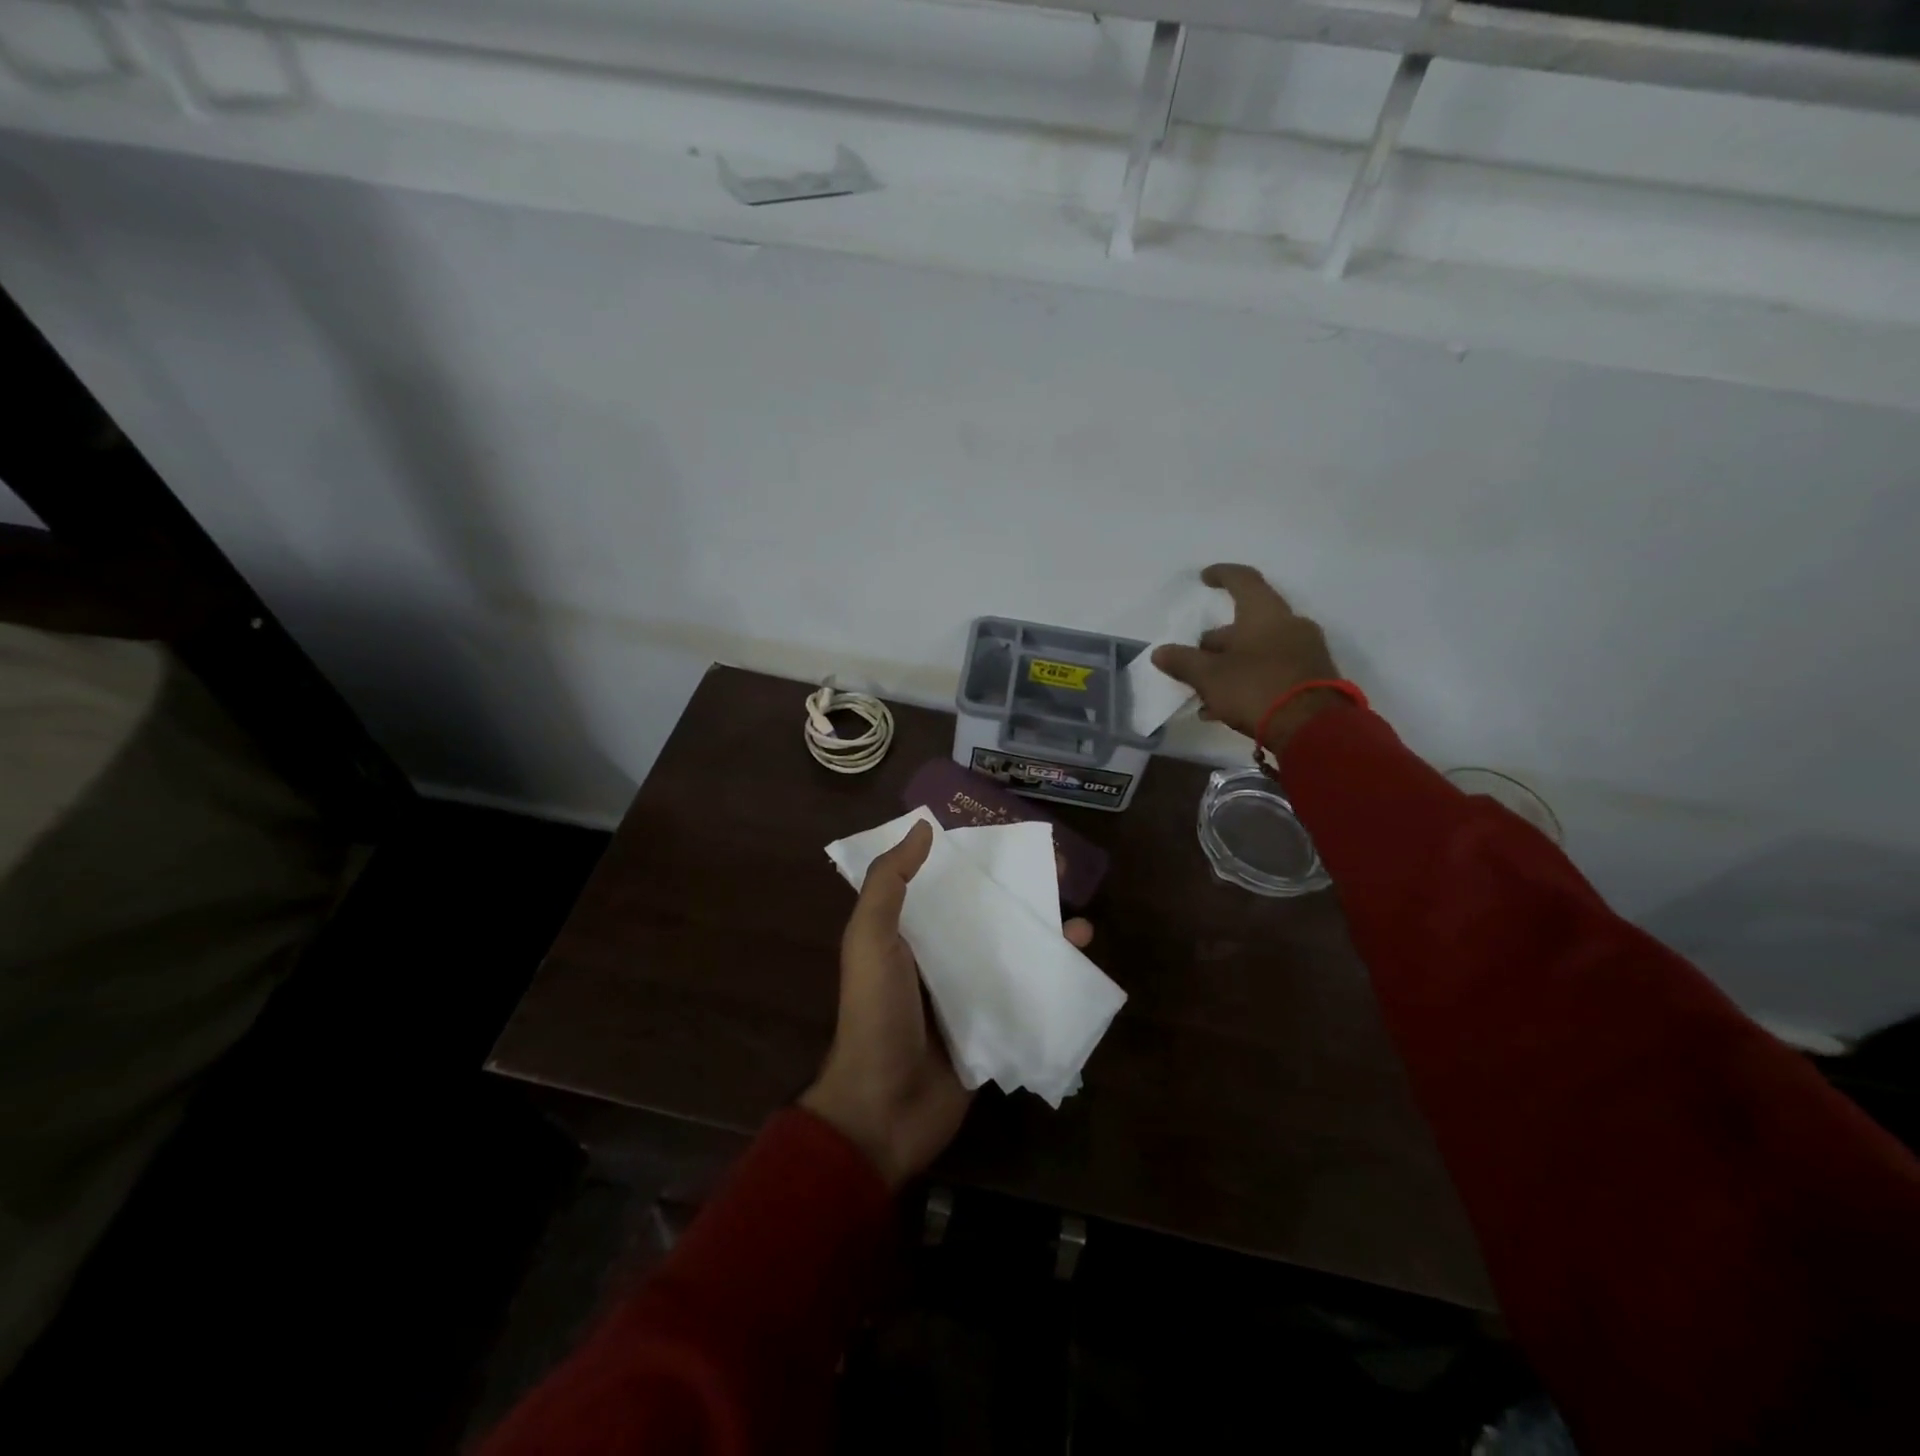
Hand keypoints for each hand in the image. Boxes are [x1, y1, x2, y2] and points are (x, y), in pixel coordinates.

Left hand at [801, 820, 1092, 1187]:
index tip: (1012, 839)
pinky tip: (1080, 963)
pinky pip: (1025, 993)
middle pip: (986, 913)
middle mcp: (940, 956)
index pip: (946, 883)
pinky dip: (1051, 977)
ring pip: (1011, 950)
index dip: (976, 860)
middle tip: (1059, 873)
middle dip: (1021, 893)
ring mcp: (968, 993)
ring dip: (1044, 934)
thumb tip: (923, 828)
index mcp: (909, 932)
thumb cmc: (876, 1015)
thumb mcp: (869, 940)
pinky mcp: (992, 1026)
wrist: (883, 1110)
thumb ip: (889, 884)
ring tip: (1081, 922)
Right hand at [1150, 564, 1348, 753]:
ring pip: (1258, 649)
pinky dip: (1248, 679)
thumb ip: (1183, 662)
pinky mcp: (1312, 677)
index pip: (1243, 580)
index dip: (1221, 575)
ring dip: (1230, 665)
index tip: (1204, 578)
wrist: (1313, 728)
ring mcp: (1305, 651)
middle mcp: (1289, 625)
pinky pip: (1272, 669)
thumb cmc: (1256, 689)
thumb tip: (1160, 652)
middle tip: (1194, 659)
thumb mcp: (1209, 677)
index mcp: (1265, 613)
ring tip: (1205, 692)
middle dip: (1217, 641)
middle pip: (1247, 622)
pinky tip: (1225, 707)